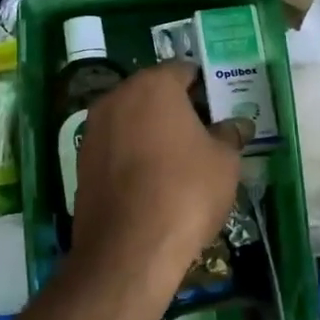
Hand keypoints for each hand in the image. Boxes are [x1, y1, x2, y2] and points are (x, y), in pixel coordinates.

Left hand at [68, 62, 246, 293]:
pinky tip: (152, 182)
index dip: (205, 88)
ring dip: (152, 132)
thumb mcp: (224, 161)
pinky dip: (133, 156)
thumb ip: (230, 134)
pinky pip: (115, 148)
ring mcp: (92, 130)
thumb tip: (237, 123)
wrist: (129, 249)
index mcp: (152, 86)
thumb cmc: (185, 191)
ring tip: (180, 161)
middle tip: (204, 135)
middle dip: (177, 109)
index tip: (220, 109)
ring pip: (130, 120)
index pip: (183, 71)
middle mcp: (116, 98)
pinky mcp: (81, 163)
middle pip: (152, 93)